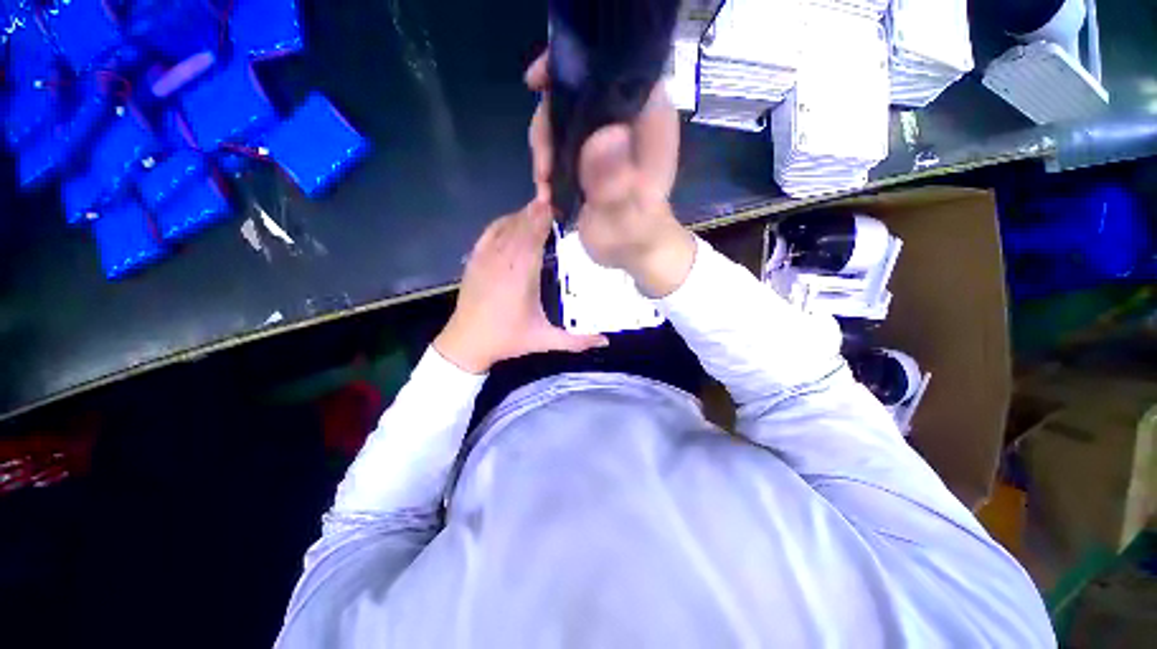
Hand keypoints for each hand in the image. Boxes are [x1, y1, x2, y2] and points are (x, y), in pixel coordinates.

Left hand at [434, 201, 608, 373]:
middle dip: (537, 212)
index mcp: (522, 277)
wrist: (468, 342)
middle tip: (555, 202)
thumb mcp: (544, 340)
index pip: (533, 238)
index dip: (544, 219)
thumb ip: (576, 342)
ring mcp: (486, 259)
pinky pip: (489, 232)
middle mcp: (503, 262)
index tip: (558, 205)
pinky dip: (503, 222)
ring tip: (539, 207)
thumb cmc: (509, 340)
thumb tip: (606, 342)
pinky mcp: (474, 260)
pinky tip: (514, 218)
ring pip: (506, 227)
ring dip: (522, 215)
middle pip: (521, 227)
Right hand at [526, 54, 696, 296]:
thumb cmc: (637, 237)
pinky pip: (560, 142)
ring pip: (563, 118)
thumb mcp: (626, 216)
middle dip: (549, 125)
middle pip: (576, 92)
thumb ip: (616, 183)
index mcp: (648, 118)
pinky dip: (546, 162)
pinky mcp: (592, 154)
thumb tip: (602, 138)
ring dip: (544, 149)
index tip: (539, 85)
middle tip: (542, 167)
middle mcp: (627, 118)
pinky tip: (546, 190)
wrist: (634, 253)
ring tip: (543, 186)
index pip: (612, 64)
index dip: (573, 65)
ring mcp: (607, 136)